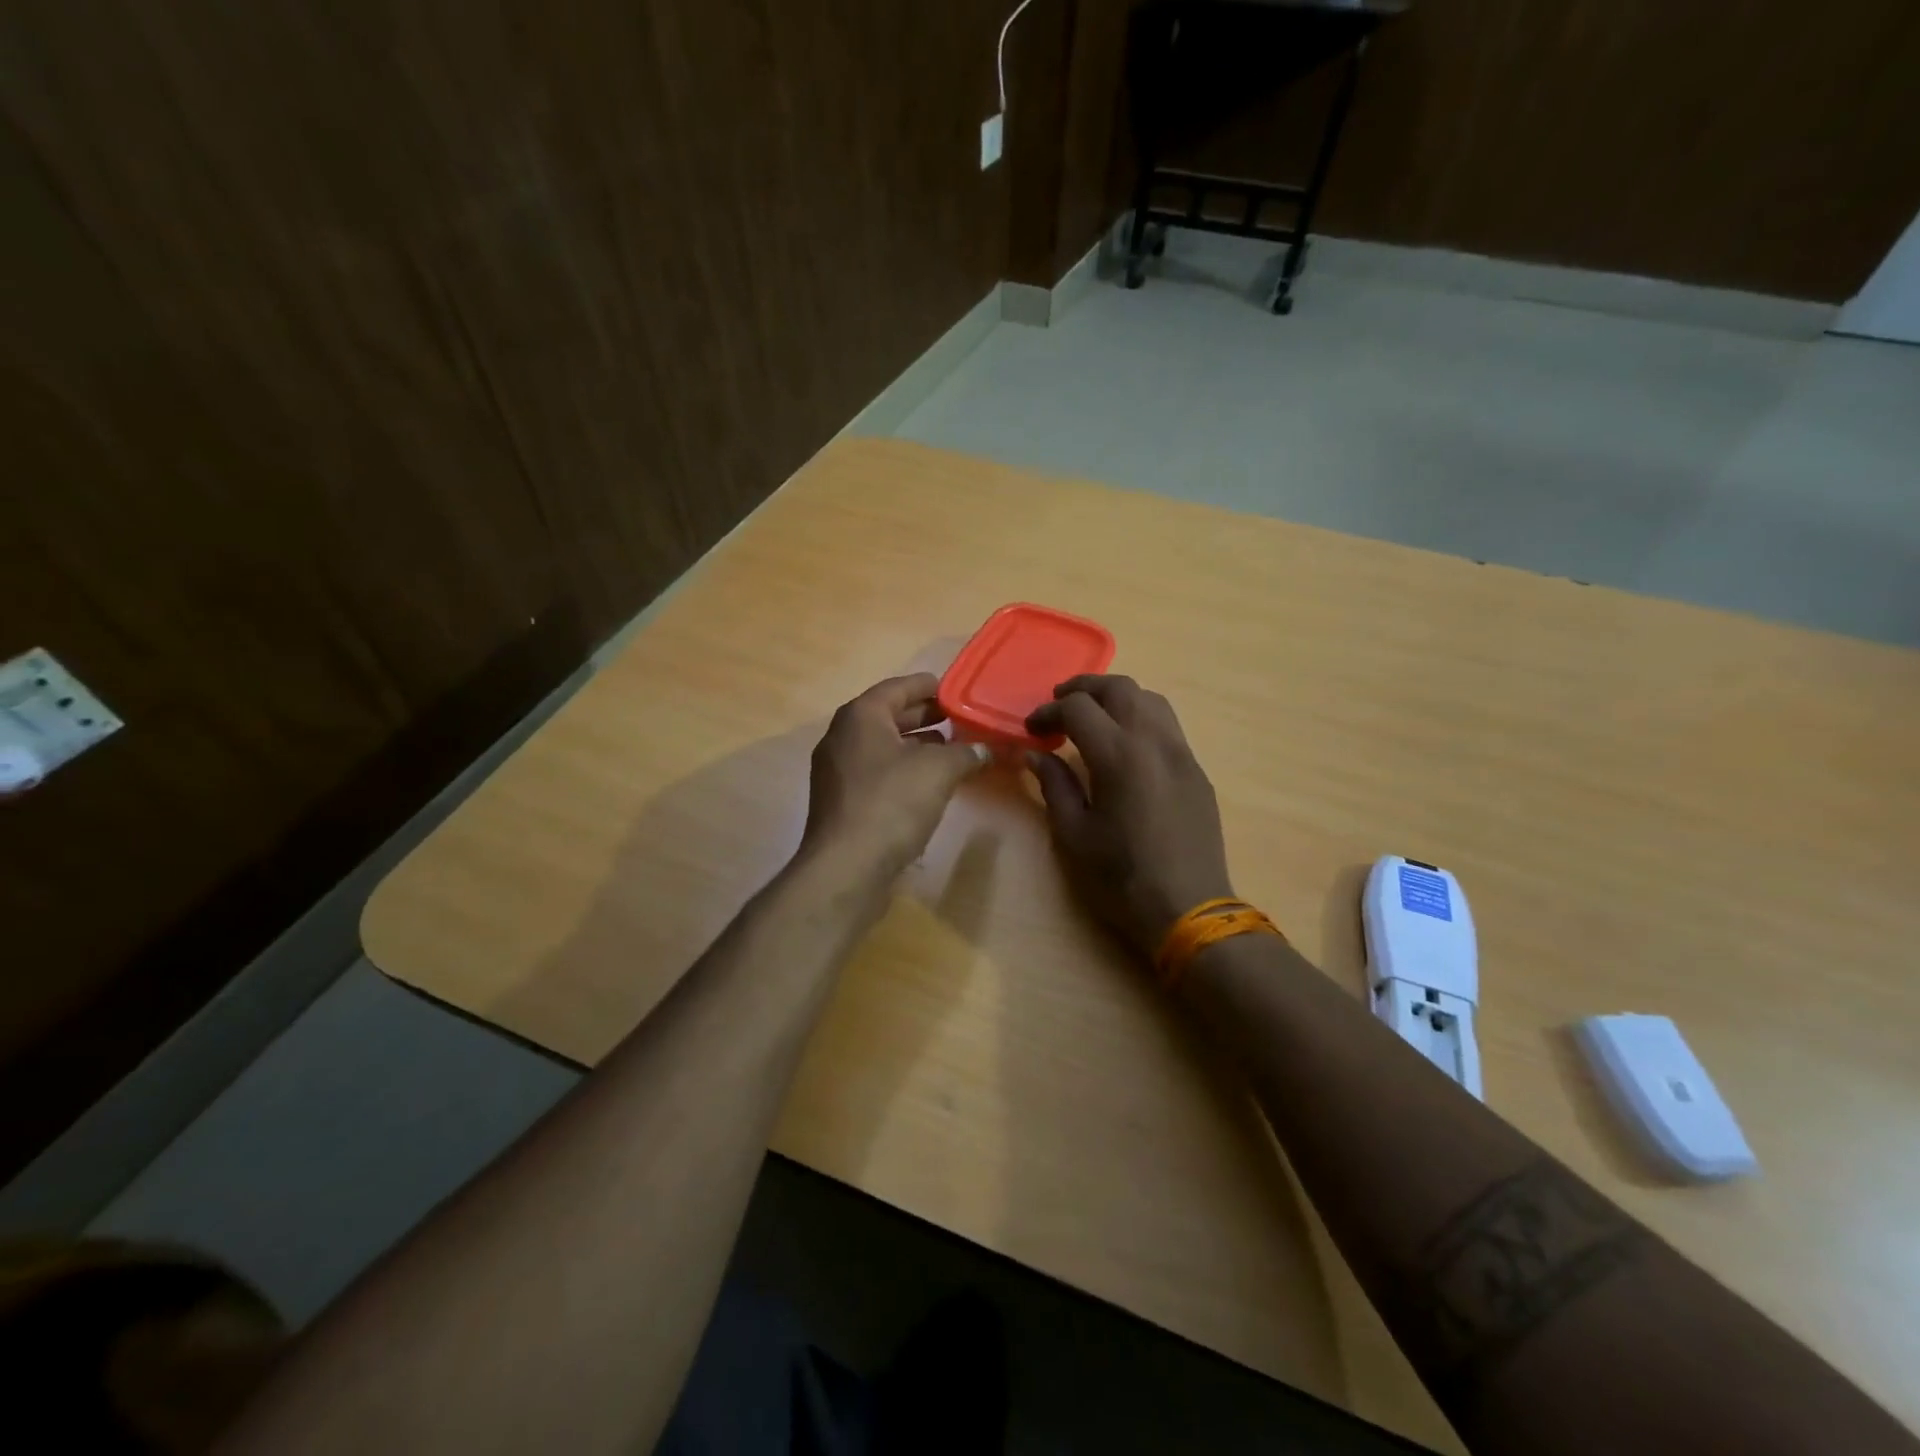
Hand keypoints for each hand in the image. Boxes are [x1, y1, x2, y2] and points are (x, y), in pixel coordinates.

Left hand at [800, 674, 991, 879]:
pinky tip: (928, 784)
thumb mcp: (938, 771)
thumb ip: (965, 752)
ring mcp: (837, 770)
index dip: (930, 686)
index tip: (955, 690)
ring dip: (916, 746)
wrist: (846, 866)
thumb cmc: (891, 803)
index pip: (899, 687)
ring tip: (952, 751)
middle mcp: (842, 736)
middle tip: (959, 720)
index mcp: (861, 716)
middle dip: (926, 717)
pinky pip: (876, 772)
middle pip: (889, 716)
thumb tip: (986, 749)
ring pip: (883, 746)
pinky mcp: (841, 800)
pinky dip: (902, 769)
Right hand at [1026, 675, 1234, 961]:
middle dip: (1084, 688)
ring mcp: (1182, 753)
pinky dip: (1140, 717)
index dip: (1049, 712)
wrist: (1189, 908)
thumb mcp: (1074, 834)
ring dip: (1117, 697)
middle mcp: (1154, 741)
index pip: (1079, 708)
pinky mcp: (1196, 770)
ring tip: (1093, 717)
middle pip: (1120, 688)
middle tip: (1059, 705)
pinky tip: (1125, 745)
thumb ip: (1054, 785)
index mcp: (1119, 755)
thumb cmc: (1121, 876)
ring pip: (1151, 699)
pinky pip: (1168, 725)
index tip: (1032, 730)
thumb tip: (1035, 754)